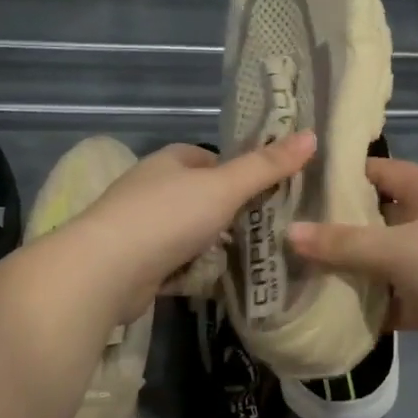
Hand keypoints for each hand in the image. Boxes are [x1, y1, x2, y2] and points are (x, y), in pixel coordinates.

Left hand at [67, 133, 316, 319]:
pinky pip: (177, 264)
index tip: (269, 191)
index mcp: (170, 161)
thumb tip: (312, 135)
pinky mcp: (138, 264)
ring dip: (214, 246)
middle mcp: (153, 189)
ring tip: (252, 260)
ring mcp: (142, 228)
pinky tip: (219, 283)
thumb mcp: (224, 187)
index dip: (239, 172)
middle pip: (202, 197)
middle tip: (269, 230)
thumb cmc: (167, 217)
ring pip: (191, 233)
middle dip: (231, 214)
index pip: (210, 159)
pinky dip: (195, 271)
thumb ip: (266, 166)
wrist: (105, 271)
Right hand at [289, 157, 417, 370]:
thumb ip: (344, 244)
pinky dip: (373, 307)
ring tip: (301, 273)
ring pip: (384, 262)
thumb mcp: (399, 249)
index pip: (380, 171)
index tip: (301, 184)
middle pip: (377, 219)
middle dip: (339, 227)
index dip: (344, 174)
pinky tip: (335, 314)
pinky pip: (396, 300)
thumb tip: (288, 233)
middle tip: (290, 234)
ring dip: (353, 270)